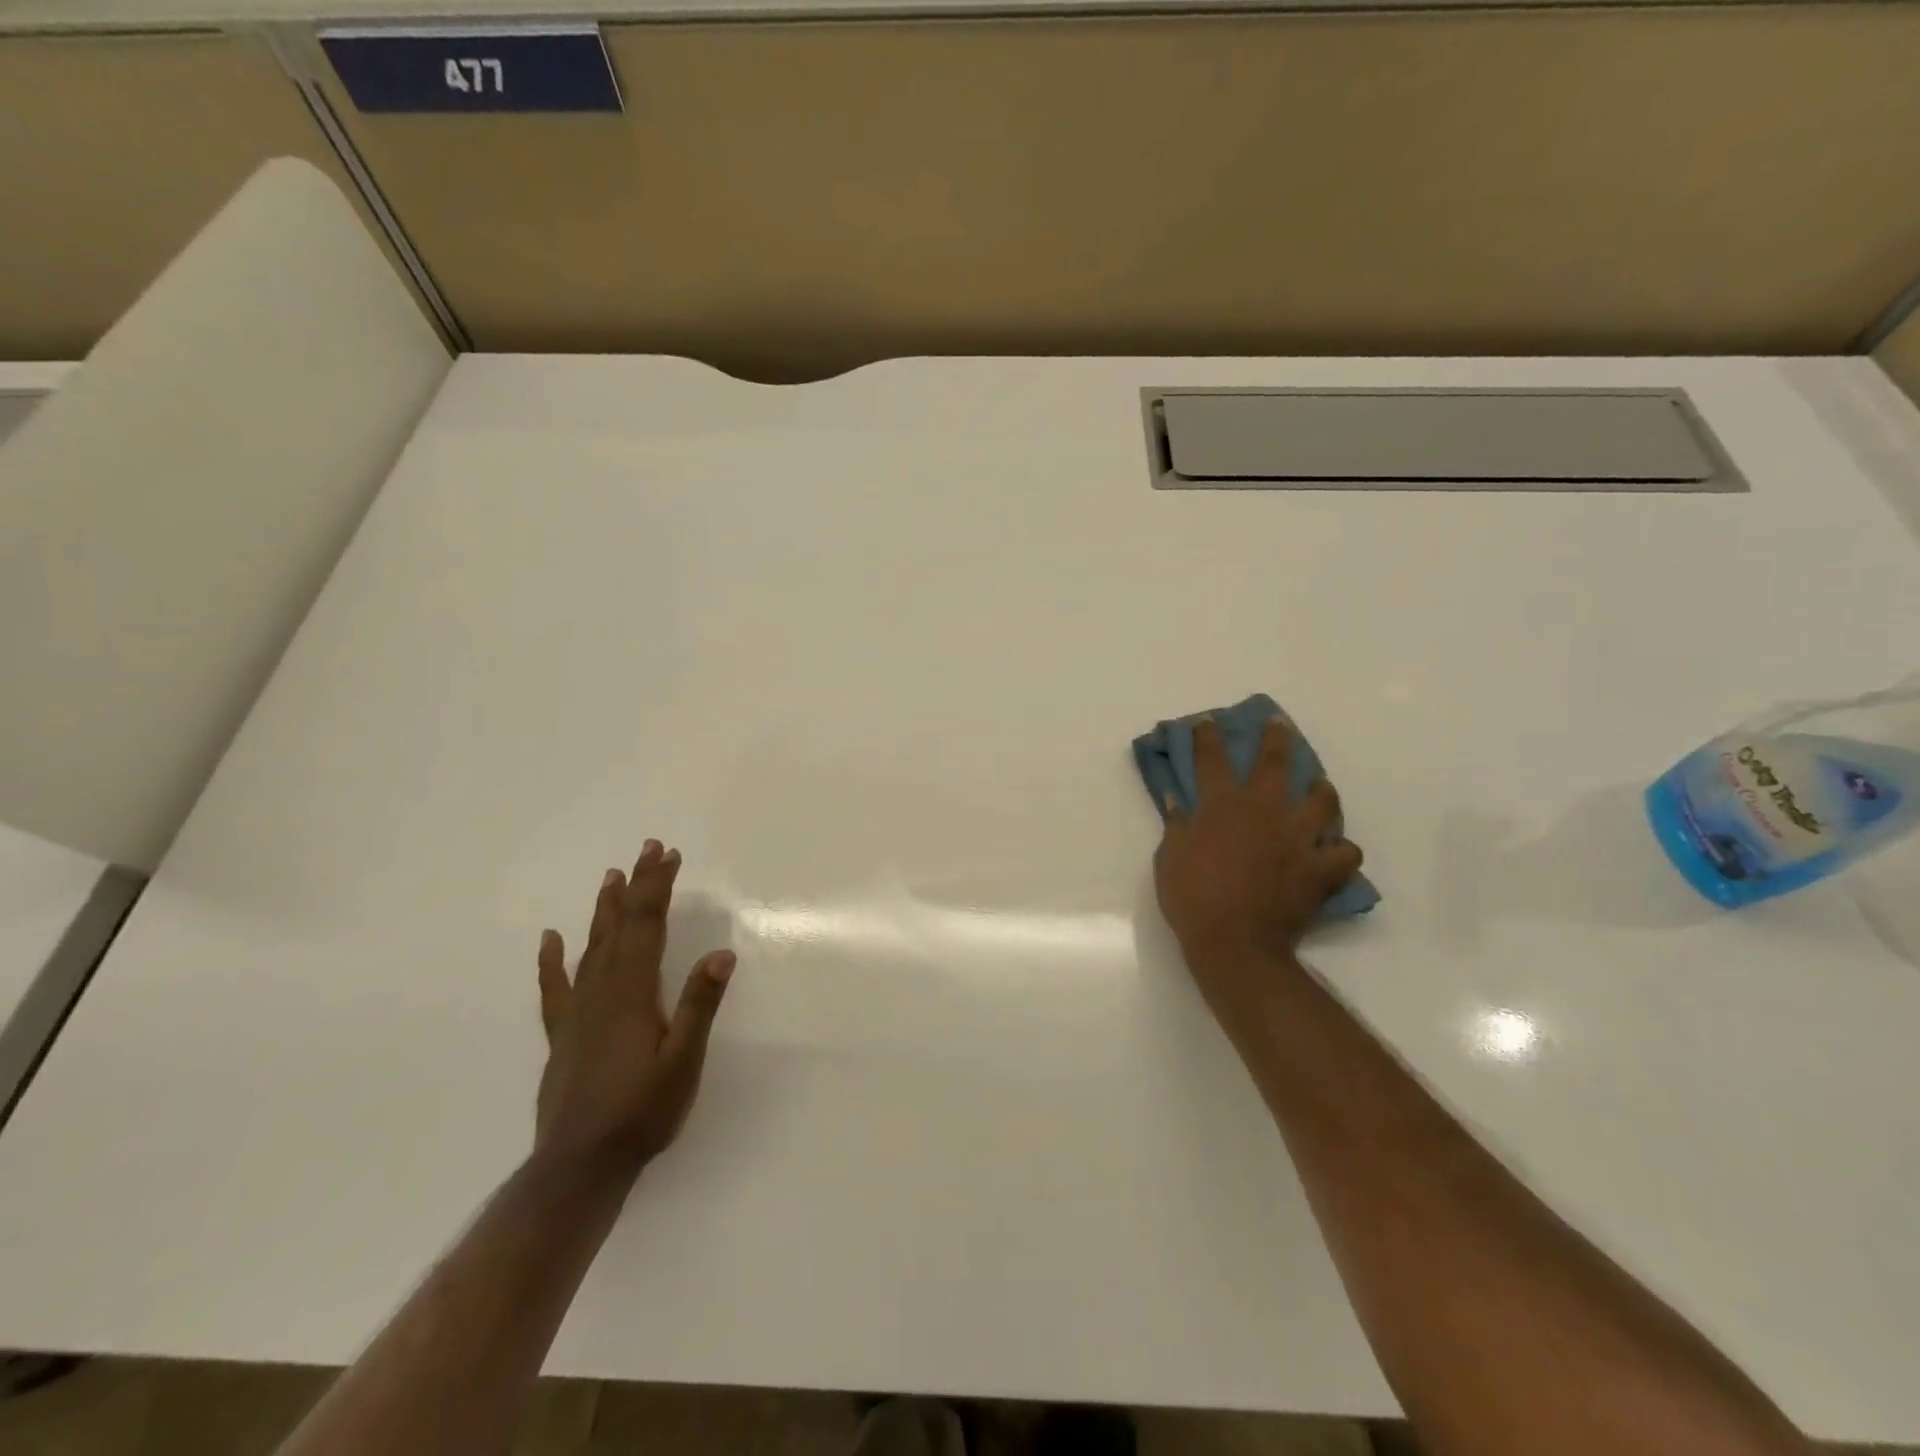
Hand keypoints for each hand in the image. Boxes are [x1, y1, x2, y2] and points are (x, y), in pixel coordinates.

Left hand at [533, 841, 735, 1183]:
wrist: (579, 1167)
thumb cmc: (641, 1113)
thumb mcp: (683, 1062)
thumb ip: (699, 1006)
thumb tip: (720, 955)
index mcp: (633, 993)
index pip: (646, 926)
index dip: (657, 887)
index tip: (669, 855)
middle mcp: (602, 992)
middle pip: (620, 926)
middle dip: (636, 885)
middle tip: (648, 848)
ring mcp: (578, 1012)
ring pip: (591, 947)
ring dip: (604, 909)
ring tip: (611, 876)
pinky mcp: (563, 1034)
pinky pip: (556, 987)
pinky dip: (553, 960)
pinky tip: (551, 939)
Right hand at [1154, 717, 1362, 980]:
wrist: (1233, 942)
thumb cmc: (1191, 897)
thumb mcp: (1169, 857)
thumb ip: (1177, 823)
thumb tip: (1177, 798)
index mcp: (1222, 805)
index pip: (1212, 759)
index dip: (1208, 736)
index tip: (1208, 721)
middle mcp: (1263, 811)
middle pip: (1275, 763)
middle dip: (1276, 739)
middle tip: (1279, 725)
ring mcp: (1297, 838)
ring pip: (1322, 801)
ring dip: (1321, 791)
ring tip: (1320, 788)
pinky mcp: (1320, 869)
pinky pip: (1346, 853)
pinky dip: (1341, 852)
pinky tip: (1335, 852)